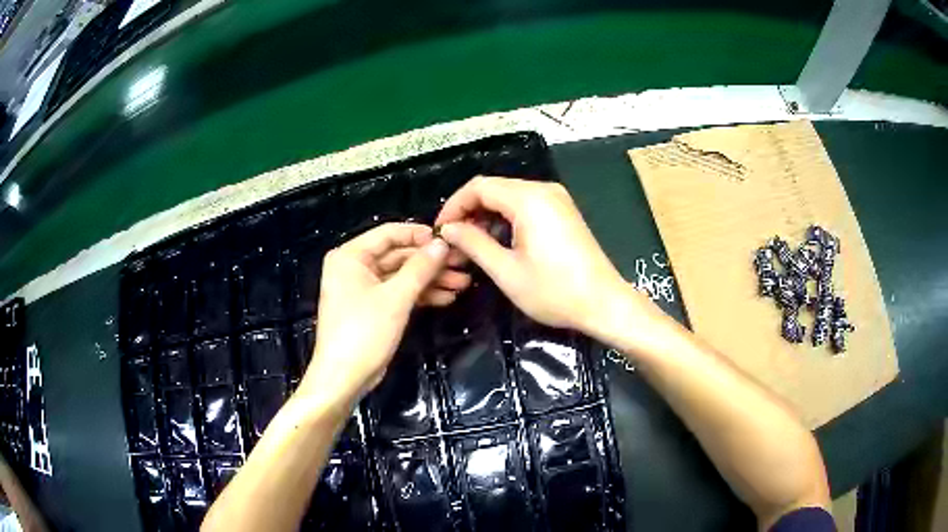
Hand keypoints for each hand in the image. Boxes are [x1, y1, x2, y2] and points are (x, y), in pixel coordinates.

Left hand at [299, 223, 465, 402]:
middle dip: (430, 262)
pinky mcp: (373, 308)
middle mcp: (355, 267)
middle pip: (398, 255)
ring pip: (402, 276)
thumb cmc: (364, 332)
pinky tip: (446, 297)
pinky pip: (399, 293)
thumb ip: (420, 267)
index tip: (450, 240)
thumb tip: (442, 243)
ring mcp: (363, 288)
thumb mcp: (396, 298)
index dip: (420, 235)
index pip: (389, 233)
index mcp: (350, 256)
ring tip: (462, 283)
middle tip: (463, 264)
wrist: (344, 378)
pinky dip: (420, 295)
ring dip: (430, 280)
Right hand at [435, 177, 631, 333]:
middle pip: (494, 188)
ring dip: (487, 215)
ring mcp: (557, 199)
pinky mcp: (563, 211)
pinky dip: (507, 218)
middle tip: (454, 241)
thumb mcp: (506, 271)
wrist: (604, 303)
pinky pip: (526, 204)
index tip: (441, 230)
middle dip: (470, 211)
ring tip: (472, 244)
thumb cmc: (554, 291)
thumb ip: (474, 243)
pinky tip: (498, 241)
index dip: (454, 205)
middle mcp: (544, 190)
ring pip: (509, 196)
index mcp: (529, 199)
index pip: (479, 187)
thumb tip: (449, 229)